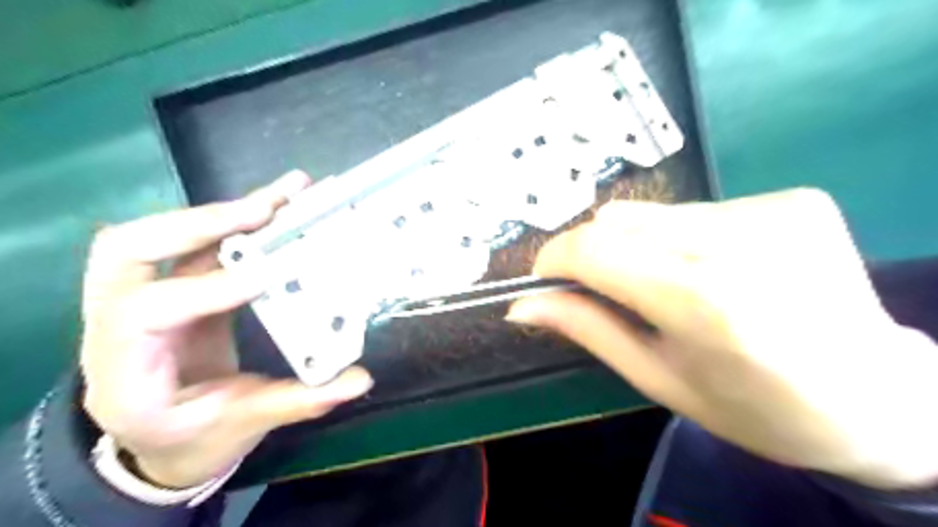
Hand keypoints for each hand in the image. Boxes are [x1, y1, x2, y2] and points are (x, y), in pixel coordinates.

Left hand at [81, 170, 374, 486]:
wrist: (165, 440)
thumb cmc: (195, 437)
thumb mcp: (245, 424)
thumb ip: (300, 401)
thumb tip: (359, 381)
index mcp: (124, 372)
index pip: (147, 314)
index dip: (207, 289)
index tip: (270, 274)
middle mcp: (118, 325)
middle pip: (129, 251)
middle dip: (198, 224)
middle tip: (263, 213)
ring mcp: (146, 298)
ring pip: (161, 236)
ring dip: (221, 212)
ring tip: (278, 196)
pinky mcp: (180, 287)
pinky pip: (201, 244)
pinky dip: (237, 221)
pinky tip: (276, 204)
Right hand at [509, 190, 937, 489]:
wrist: (877, 400)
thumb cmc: (754, 408)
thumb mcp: (657, 378)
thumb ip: (586, 328)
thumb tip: (521, 304)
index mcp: (701, 301)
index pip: (592, 249)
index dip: (554, 259)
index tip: (544, 279)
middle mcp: (737, 242)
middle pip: (616, 221)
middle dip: (591, 253)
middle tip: (604, 291)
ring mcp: (772, 211)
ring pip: (652, 212)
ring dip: (635, 245)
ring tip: (665, 284)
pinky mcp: (791, 199)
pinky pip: (696, 209)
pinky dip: (679, 236)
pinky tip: (710, 268)